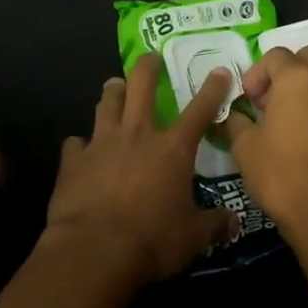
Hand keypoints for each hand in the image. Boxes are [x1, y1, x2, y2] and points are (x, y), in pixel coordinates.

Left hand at [44, 54, 237, 285]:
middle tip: (151, 57)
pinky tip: (79, 148)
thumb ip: (214, 224)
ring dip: (113, 93)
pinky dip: (80, 144)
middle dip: (148, 67)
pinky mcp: (73, 161)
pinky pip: (75, 143)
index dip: (212, 90)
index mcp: (172, 149)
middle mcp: (137, 136)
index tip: (219, 71)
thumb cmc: (152, 240)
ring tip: (114, 86)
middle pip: (141, 87)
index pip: (199, 111)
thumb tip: (234, 223)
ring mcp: (101, 144)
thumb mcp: (193, 237)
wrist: (95, 250)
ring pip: (106, 105)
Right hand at [222, 46, 307, 241]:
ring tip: (288, 121)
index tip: (248, 101)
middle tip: (270, 101)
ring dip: (306, 89)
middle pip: (307, 57)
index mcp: (298, 80)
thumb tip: (234, 116)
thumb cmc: (280, 174)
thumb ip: (237, 121)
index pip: (275, 55)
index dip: (256, 74)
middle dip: (286, 72)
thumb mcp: (245, 147)